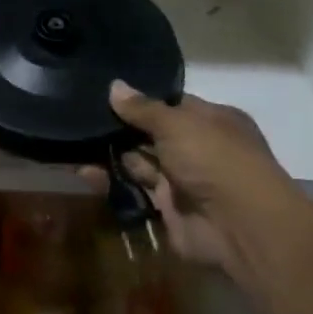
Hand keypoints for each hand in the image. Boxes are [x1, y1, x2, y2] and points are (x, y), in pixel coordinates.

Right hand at [79, 82, 303, 281]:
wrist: (240, 227)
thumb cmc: (215, 160)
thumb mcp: (177, 124)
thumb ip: (142, 108)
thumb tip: (114, 86)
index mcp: (210, 122)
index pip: (170, 104)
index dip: (139, 99)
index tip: (102, 90)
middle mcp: (196, 148)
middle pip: (149, 133)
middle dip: (117, 127)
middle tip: (77, 113)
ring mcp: (181, 179)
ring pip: (138, 161)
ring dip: (108, 153)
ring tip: (72, 139)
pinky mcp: (165, 207)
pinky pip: (132, 189)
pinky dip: (109, 182)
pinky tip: (81, 171)